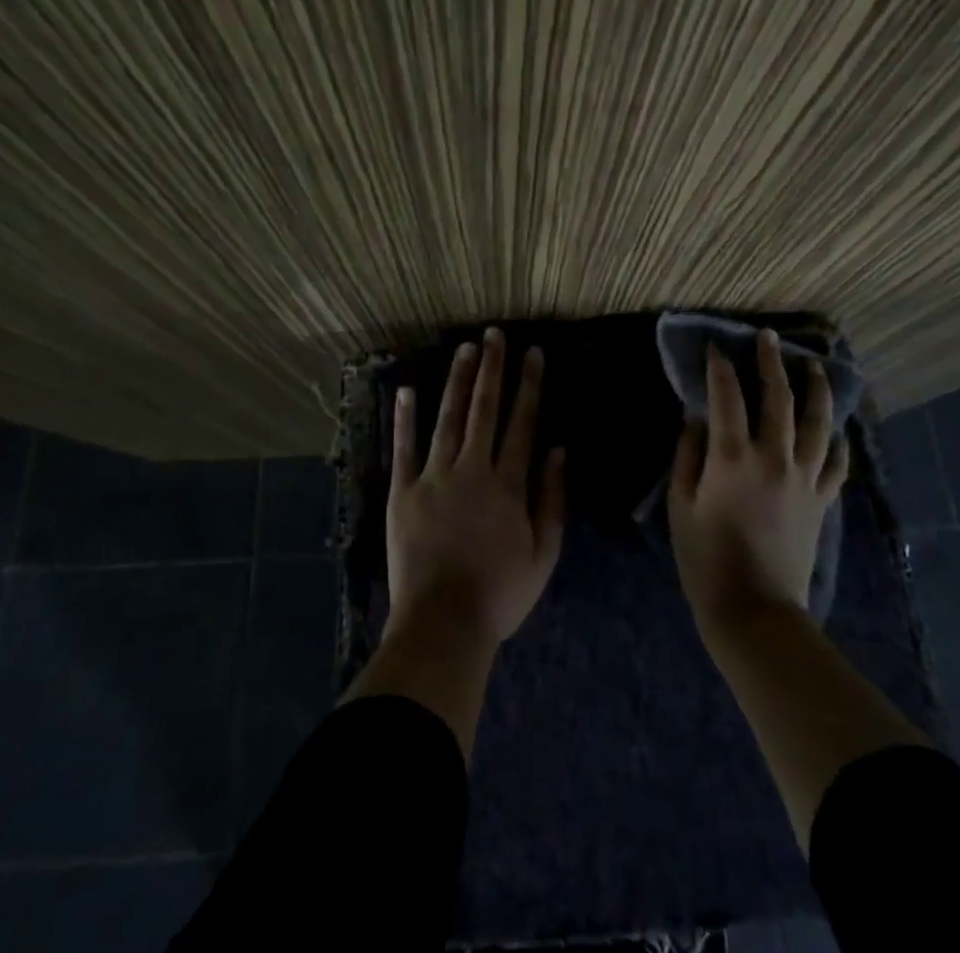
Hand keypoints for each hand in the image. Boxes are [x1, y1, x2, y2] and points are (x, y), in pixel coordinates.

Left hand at [387, 328, 567, 645]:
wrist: (444, 624)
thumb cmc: (500, 593)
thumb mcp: (543, 554)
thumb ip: (551, 499)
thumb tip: (557, 450)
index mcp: (508, 484)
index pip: (522, 422)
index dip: (528, 385)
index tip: (533, 353)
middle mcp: (472, 469)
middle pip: (484, 410)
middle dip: (491, 369)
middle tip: (494, 334)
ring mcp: (433, 478)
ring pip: (448, 419)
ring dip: (457, 381)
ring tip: (464, 349)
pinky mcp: (403, 493)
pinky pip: (404, 449)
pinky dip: (404, 419)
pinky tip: (407, 390)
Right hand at [668, 330, 847, 630]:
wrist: (754, 611)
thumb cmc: (705, 559)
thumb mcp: (680, 505)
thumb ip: (687, 456)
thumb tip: (696, 420)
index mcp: (732, 457)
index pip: (726, 396)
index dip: (719, 367)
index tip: (716, 347)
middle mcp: (773, 458)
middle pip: (777, 397)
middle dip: (771, 362)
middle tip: (769, 338)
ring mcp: (803, 479)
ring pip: (816, 422)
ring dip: (815, 389)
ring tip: (813, 366)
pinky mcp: (820, 501)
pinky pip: (834, 463)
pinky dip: (835, 441)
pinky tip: (834, 428)